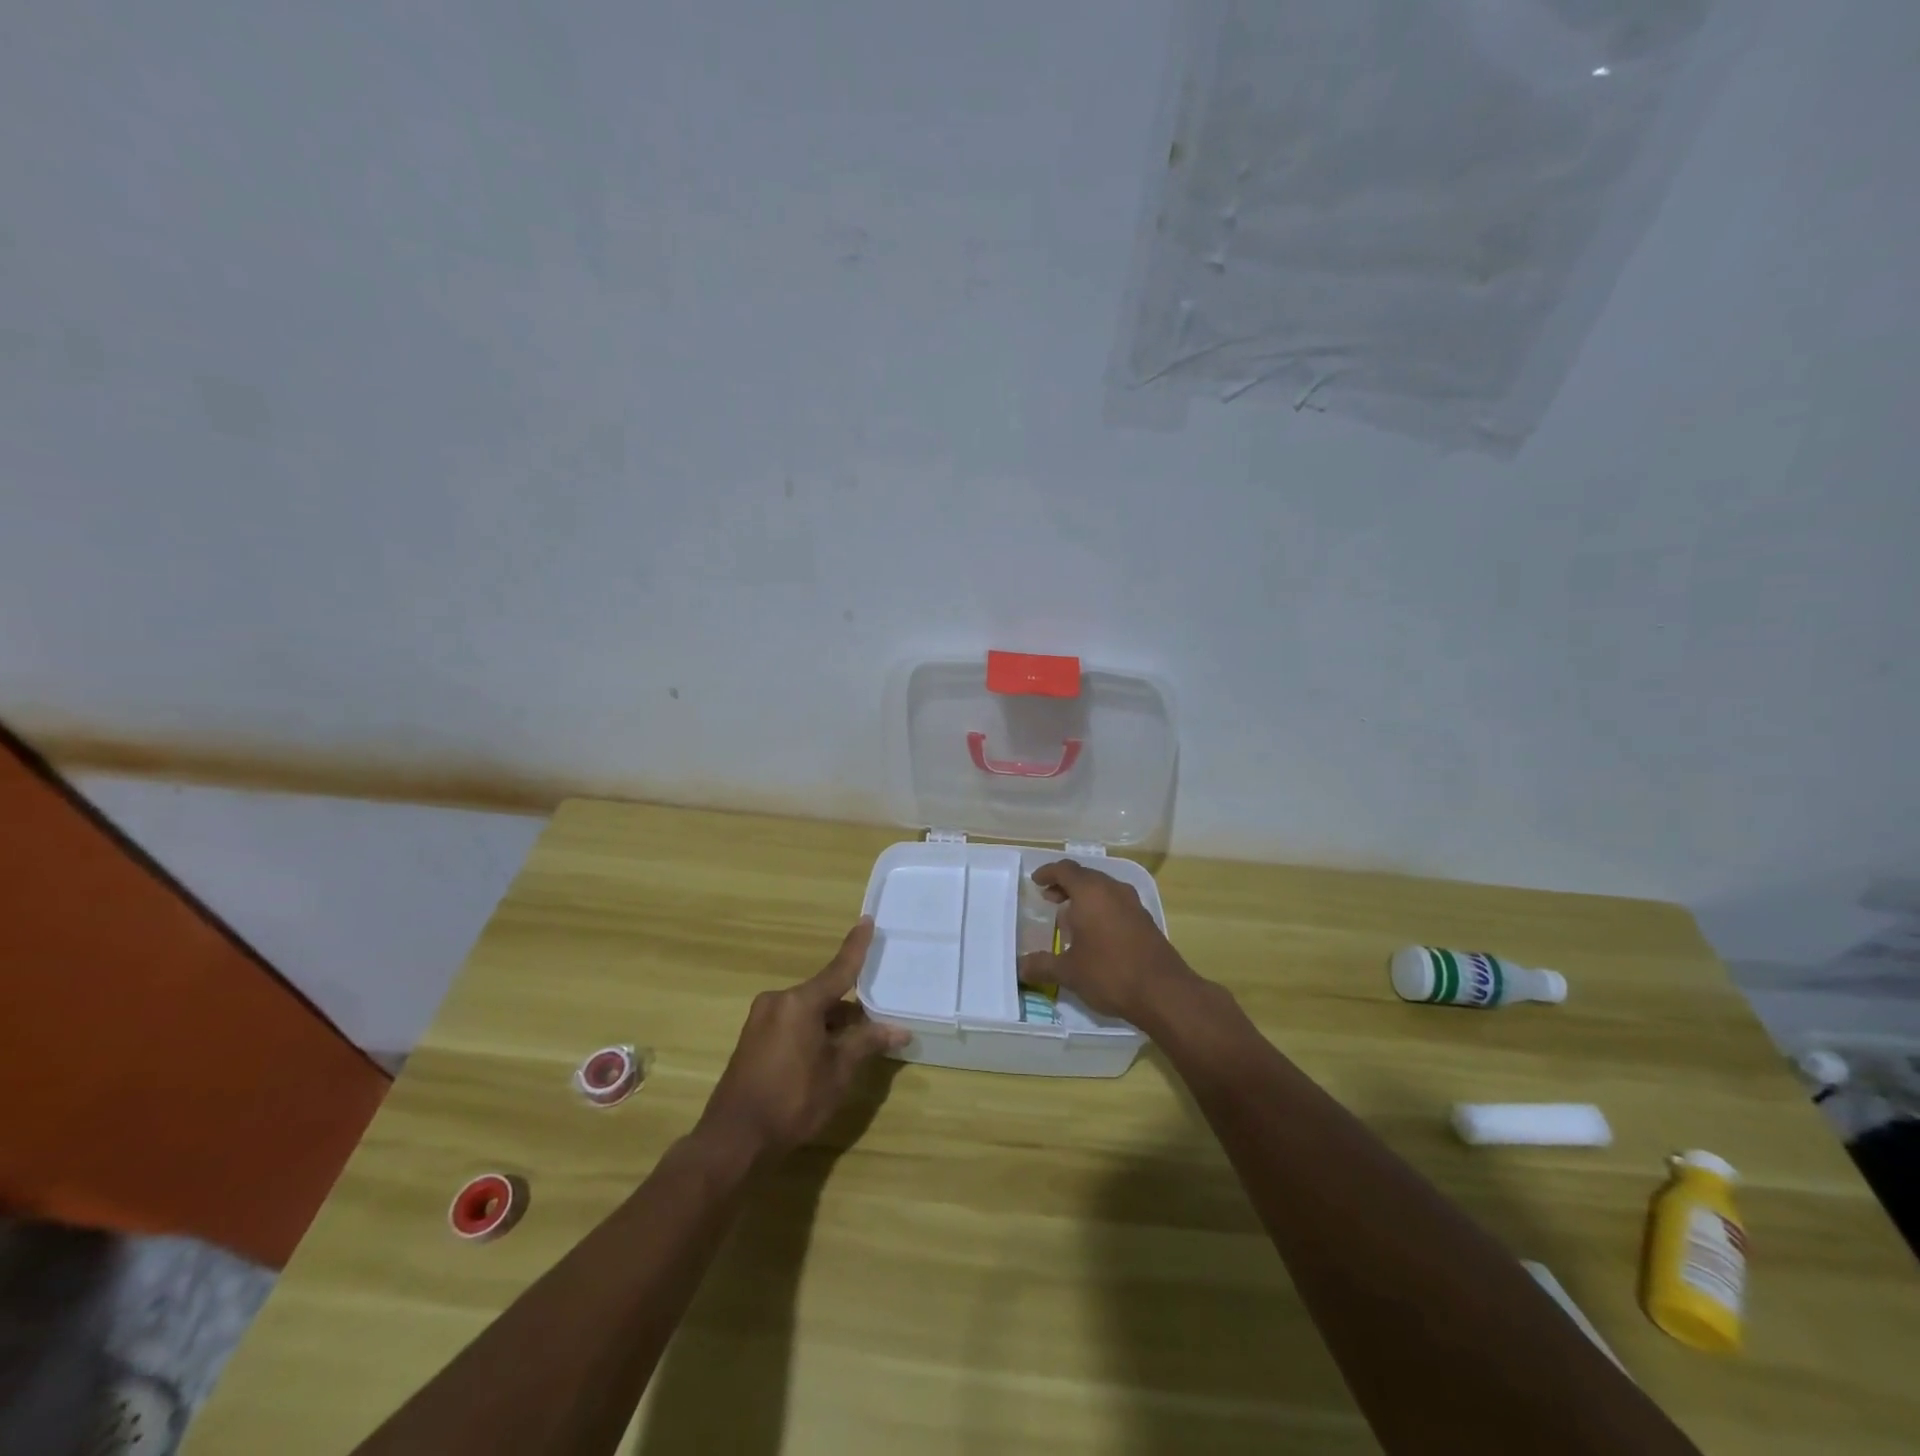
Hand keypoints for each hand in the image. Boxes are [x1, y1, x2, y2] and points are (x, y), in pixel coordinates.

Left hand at [696, 919, 907, 1162]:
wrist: (734, 1140)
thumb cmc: (792, 1101)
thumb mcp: (837, 1073)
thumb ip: (867, 1043)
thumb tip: (900, 1030)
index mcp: (799, 1002)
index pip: (838, 969)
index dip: (856, 947)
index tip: (867, 920)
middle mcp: (778, 1001)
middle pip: (824, 994)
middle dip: (850, 1007)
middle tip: (878, 1017)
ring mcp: (761, 1020)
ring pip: (808, 1012)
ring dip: (832, 1023)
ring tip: (857, 1042)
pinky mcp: (753, 1039)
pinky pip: (792, 1024)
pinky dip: (813, 1031)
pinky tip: (827, 1053)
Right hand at [1017, 861, 1193, 1024]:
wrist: (1164, 992)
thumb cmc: (1110, 973)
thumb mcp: (1069, 972)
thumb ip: (1042, 965)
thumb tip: (1020, 968)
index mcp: (1090, 892)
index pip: (1065, 870)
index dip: (1048, 873)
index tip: (1036, 882)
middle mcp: (1113, 890)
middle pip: (1085, 877)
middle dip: (1066, 886)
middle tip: (1050, 900)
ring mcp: (1133, 904)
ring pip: (1103, 890)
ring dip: (1085, 898)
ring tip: (1070, 919)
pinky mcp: (1146, 920)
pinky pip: (1117, 904)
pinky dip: (1101, 909)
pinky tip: (1095, 935)